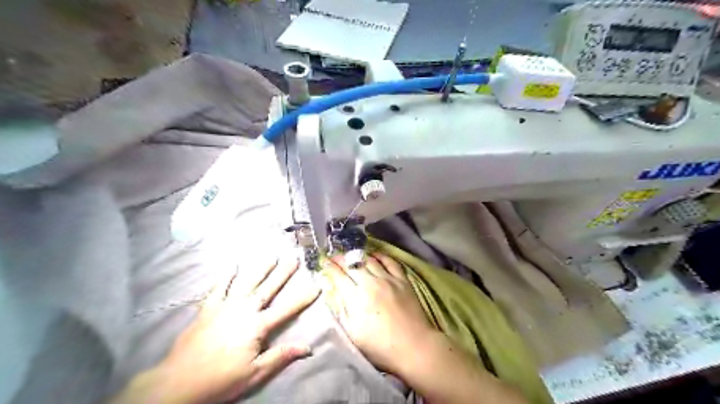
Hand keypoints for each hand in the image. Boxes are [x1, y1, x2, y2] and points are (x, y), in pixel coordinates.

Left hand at [111, 257, 318, 402]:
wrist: (177, 383)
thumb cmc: (220, 380)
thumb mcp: (255, 373)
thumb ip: (281, 356)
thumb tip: (308, 347)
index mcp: (257, 326)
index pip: (286, 309)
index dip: (303, 298)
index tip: (316, 285)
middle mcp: (244, 310)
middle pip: (268, 288)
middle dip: (283, 273)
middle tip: (294, 258)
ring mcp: (225, 306)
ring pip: (246, 283)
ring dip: (260, 269)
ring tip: (271, 255)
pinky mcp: (208, 308)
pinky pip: (219, 288)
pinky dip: (226, 277)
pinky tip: (232, 266)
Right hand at [321, 252, 431, 372]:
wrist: (413, 346)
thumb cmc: (380, 346)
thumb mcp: (353, 333)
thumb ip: (340, 309)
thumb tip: (331, 290)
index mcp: (356, 298)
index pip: (338, 276)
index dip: (329, 266)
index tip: (323, 261)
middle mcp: (371, 283)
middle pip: (352, 264)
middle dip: (340, 259)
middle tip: (334, 257)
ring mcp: (388, 279)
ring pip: (369, 260)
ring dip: (358, 256)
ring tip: (351, 256)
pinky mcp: (402, 280)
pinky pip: (390, 261)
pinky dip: (380, 256)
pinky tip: (374, 256)